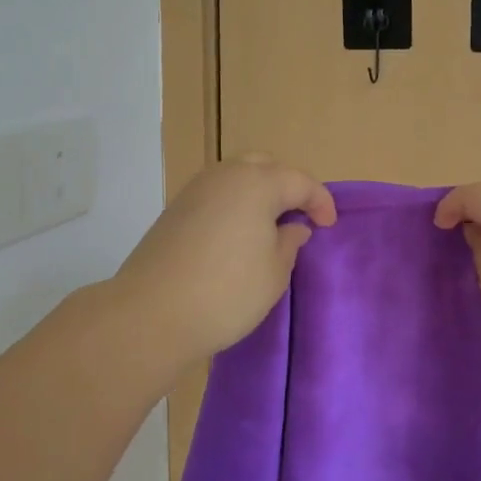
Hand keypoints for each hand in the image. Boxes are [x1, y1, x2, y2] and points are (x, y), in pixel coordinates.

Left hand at [113, 156, 335, 365]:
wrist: (151, 313)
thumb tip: (293, 226)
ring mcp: (195, 191)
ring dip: (258, 192)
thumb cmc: (226, 293)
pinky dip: (234, 204)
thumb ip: (289, 243)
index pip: (299, 181)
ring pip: (235, 176)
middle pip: (264, 166)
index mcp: (256, 183)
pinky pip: (215, 194)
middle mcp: (224, 176)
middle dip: (286, 185)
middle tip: (299, 214)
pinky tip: (238, 233)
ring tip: (270, 224)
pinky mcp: (174, 210)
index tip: (329, 225)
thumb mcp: (274, 273)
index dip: (319, 200)